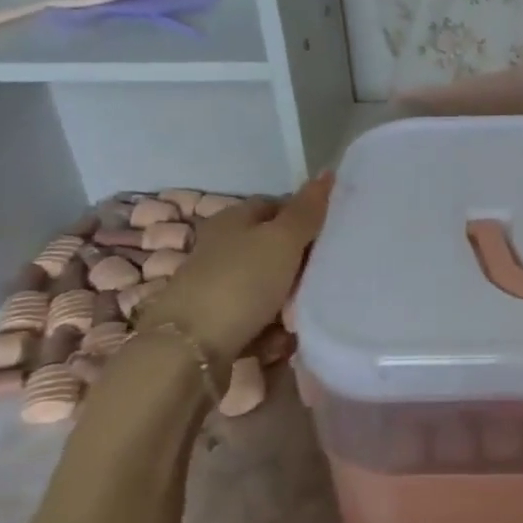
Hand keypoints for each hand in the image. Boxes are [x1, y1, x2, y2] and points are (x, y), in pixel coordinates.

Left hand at [135, 175, 332, 370]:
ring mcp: (218, 287)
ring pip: (268, 287)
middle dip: (300, 264)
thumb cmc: (240, 283)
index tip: (332, 234)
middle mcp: (221, 249)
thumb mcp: (281, 240)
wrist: (190, 349)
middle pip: (273, 249)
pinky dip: (272, 329)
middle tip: (327, 275)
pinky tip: (283, 339)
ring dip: (289, 301)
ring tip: (308, 312)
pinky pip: (257, 320)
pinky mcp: (218, 323)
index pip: (275, 206)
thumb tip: (328, 172)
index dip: (304, 216)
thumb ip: (306, 211)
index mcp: (232, 220)